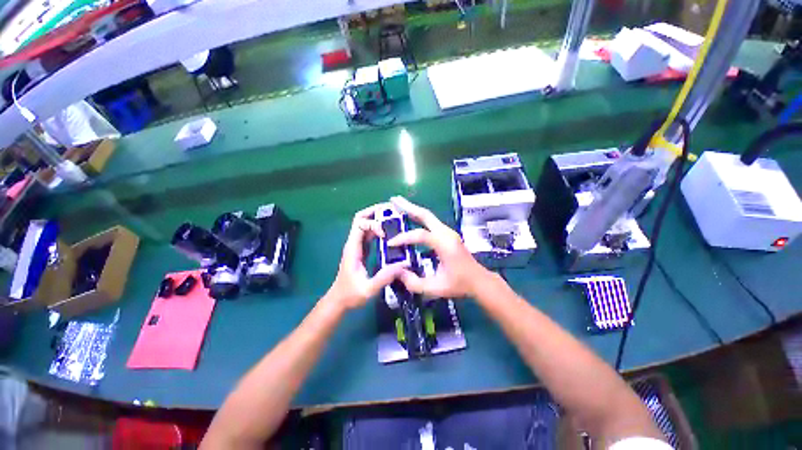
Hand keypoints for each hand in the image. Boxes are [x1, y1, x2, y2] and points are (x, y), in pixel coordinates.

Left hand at [325, 205, 407, 310]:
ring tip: (394, 219)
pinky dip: (379, 229)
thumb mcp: (368, 289)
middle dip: (375, 212)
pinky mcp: (362, 250)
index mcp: (353, 248)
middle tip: (392, 212)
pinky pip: (369, 234)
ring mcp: (357, 246)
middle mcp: (354, 243)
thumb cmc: (350, 295)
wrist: (339, 301)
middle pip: (361, 219)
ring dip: (378, 219)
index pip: (359, 224)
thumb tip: (402, 265)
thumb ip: (384, 278)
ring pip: (365, 224)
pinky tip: (391, 233)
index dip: (373, 223)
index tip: (385, 234)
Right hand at [387, 196, 490, 298]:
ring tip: (398, 204)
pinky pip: (430, 222)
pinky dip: (418, 217)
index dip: (403, 238)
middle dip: (408, 206)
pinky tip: (410, 217)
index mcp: (445, 244)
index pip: (420, 235)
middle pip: (425, 214)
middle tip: (393, 200)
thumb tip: (397, 272)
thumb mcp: (435, 288)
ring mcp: (448, 232)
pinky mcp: (448, 234)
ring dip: (413, 209)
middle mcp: (447, 233)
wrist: (479, 280)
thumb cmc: (459, 284)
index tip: (390, 243)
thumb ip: (414, 282)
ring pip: (428, 216)